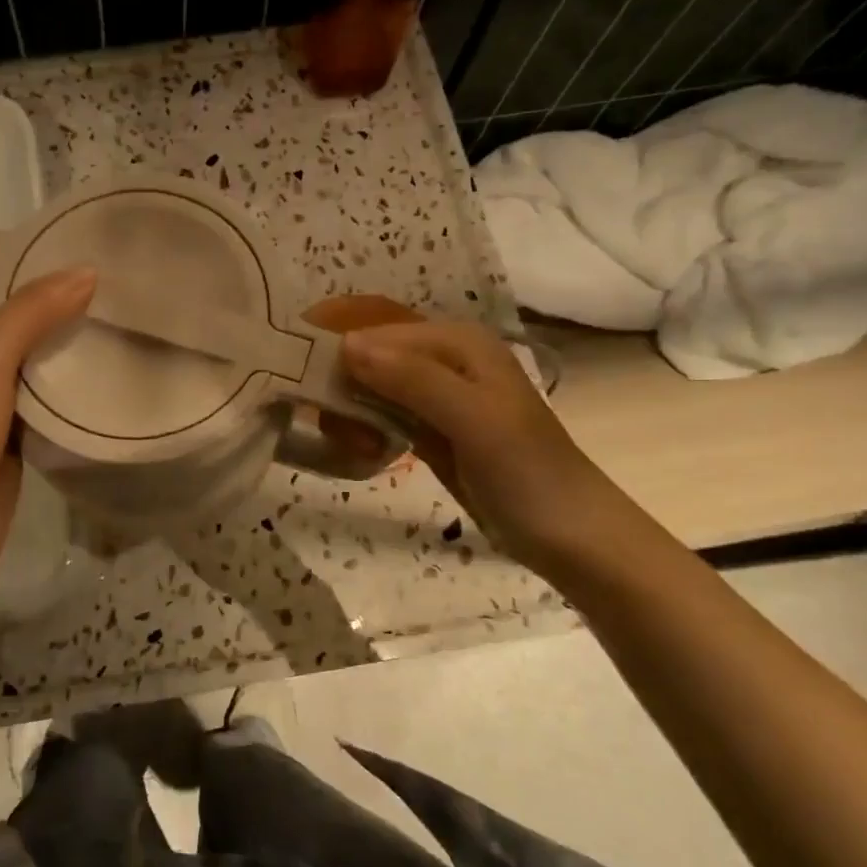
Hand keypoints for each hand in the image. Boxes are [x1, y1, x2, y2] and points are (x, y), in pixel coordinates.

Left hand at [0, 268, 95, 633]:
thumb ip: (30, 314)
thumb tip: (85, 270)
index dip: (27, 264)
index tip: (82, 246)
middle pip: (16, 323)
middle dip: (59, 304)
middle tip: (119, 283)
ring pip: (34, 364)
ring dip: (69, 346)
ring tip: (125, 319)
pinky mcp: (13, 441)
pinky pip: (45, 404)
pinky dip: (71, 390)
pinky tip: (111, 375)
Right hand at [342, 320, 615, 565]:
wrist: (570, 536)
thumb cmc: (526, 472)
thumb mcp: (474, 419)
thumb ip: (413, 379)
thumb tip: (346, 345)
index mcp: (457, 342)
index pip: (377, 330)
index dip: (336, 349)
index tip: (297, 380)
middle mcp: (443, 359)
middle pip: (369, 355)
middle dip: (341, 385)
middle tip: (333, 427)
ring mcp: (436, 396)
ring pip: (370, 386)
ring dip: (350, 411)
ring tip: (354, 445)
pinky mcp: (430, 429)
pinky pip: (381, 415)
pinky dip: (364, 428)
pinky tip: (364, 449)